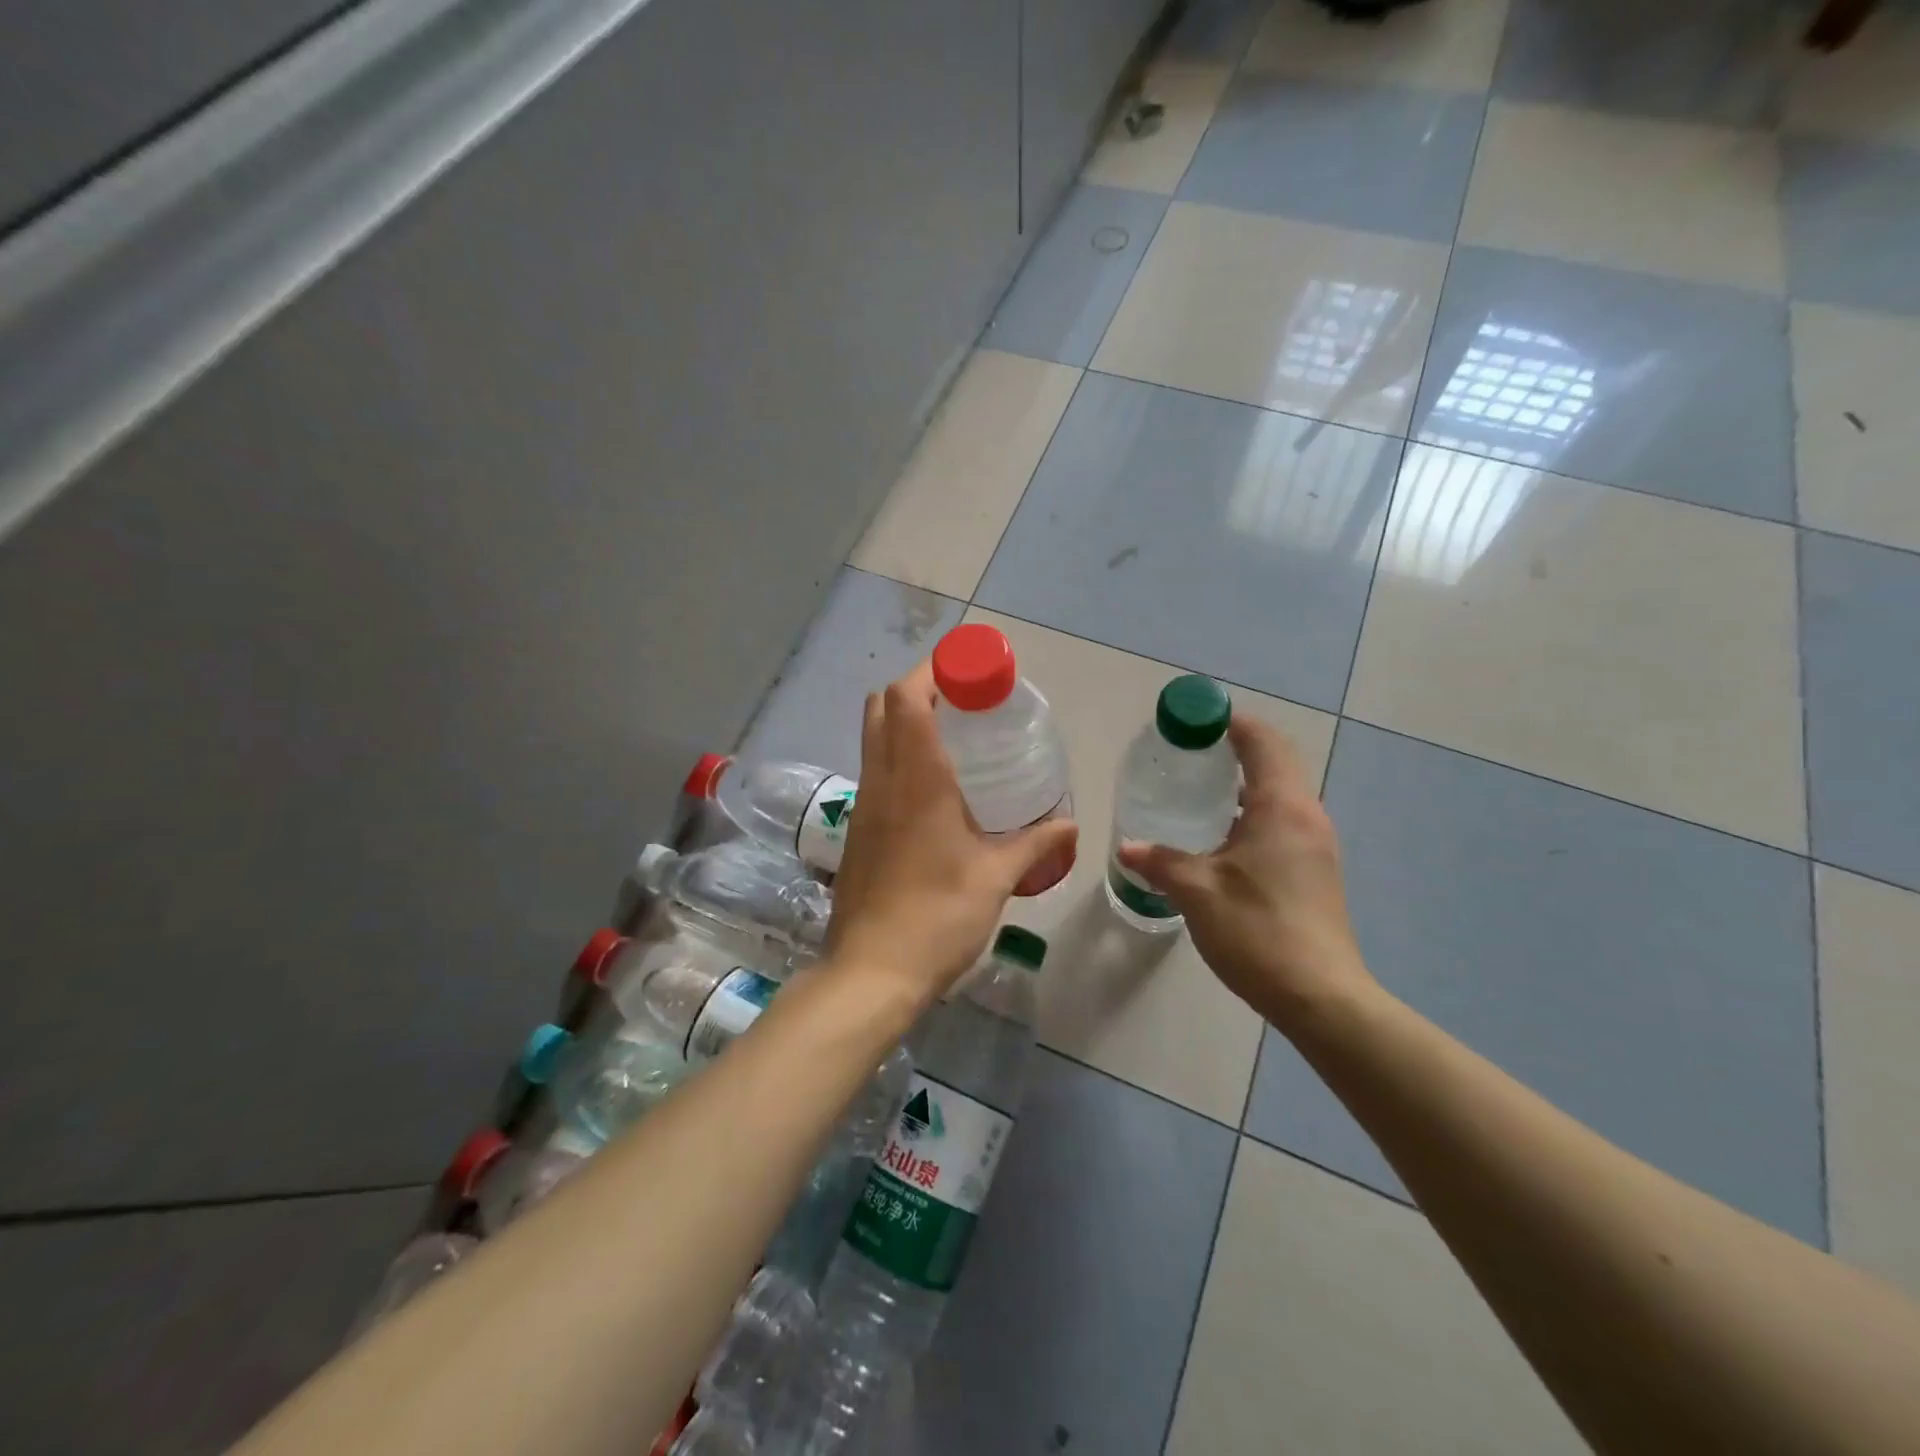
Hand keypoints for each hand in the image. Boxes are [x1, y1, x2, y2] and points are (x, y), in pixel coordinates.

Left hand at [827, 664, 1077, 1003]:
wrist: (871, 973)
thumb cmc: (937, 917)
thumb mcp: (996, 879)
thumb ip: (1035, 844)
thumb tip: (1071, 825)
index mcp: (916, 780)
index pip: (905, 698)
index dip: (931, 671)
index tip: (968, 670)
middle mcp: (882, 781)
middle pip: (881, 707)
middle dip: (916, 688)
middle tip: (962, 698)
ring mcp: (864, 806)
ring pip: (873, 738)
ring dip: (904, 720)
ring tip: (954, 734)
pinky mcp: (858, 831)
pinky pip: (876, 771)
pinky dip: (899, 755)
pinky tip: (935, 787)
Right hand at [1115, 716, 1377, 1033]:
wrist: (1321, 997)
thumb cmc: (1258, 930)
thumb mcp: (1197, 891)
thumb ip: (1160, 862)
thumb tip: (1128, 848)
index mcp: (1282, 807)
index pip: (1263, 742)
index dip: (1231, 723)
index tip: (1194, 723)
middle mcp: (1306, 816)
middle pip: (1273, 764)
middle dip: (1232, 754)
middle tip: (1186, 760)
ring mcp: (1316, 846)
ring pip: (1277, 798)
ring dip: (1241, 789)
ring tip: (1196, 798)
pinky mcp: (1315, 872)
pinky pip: (1281, 824)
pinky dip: (1251, 817)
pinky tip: (1218, 843)